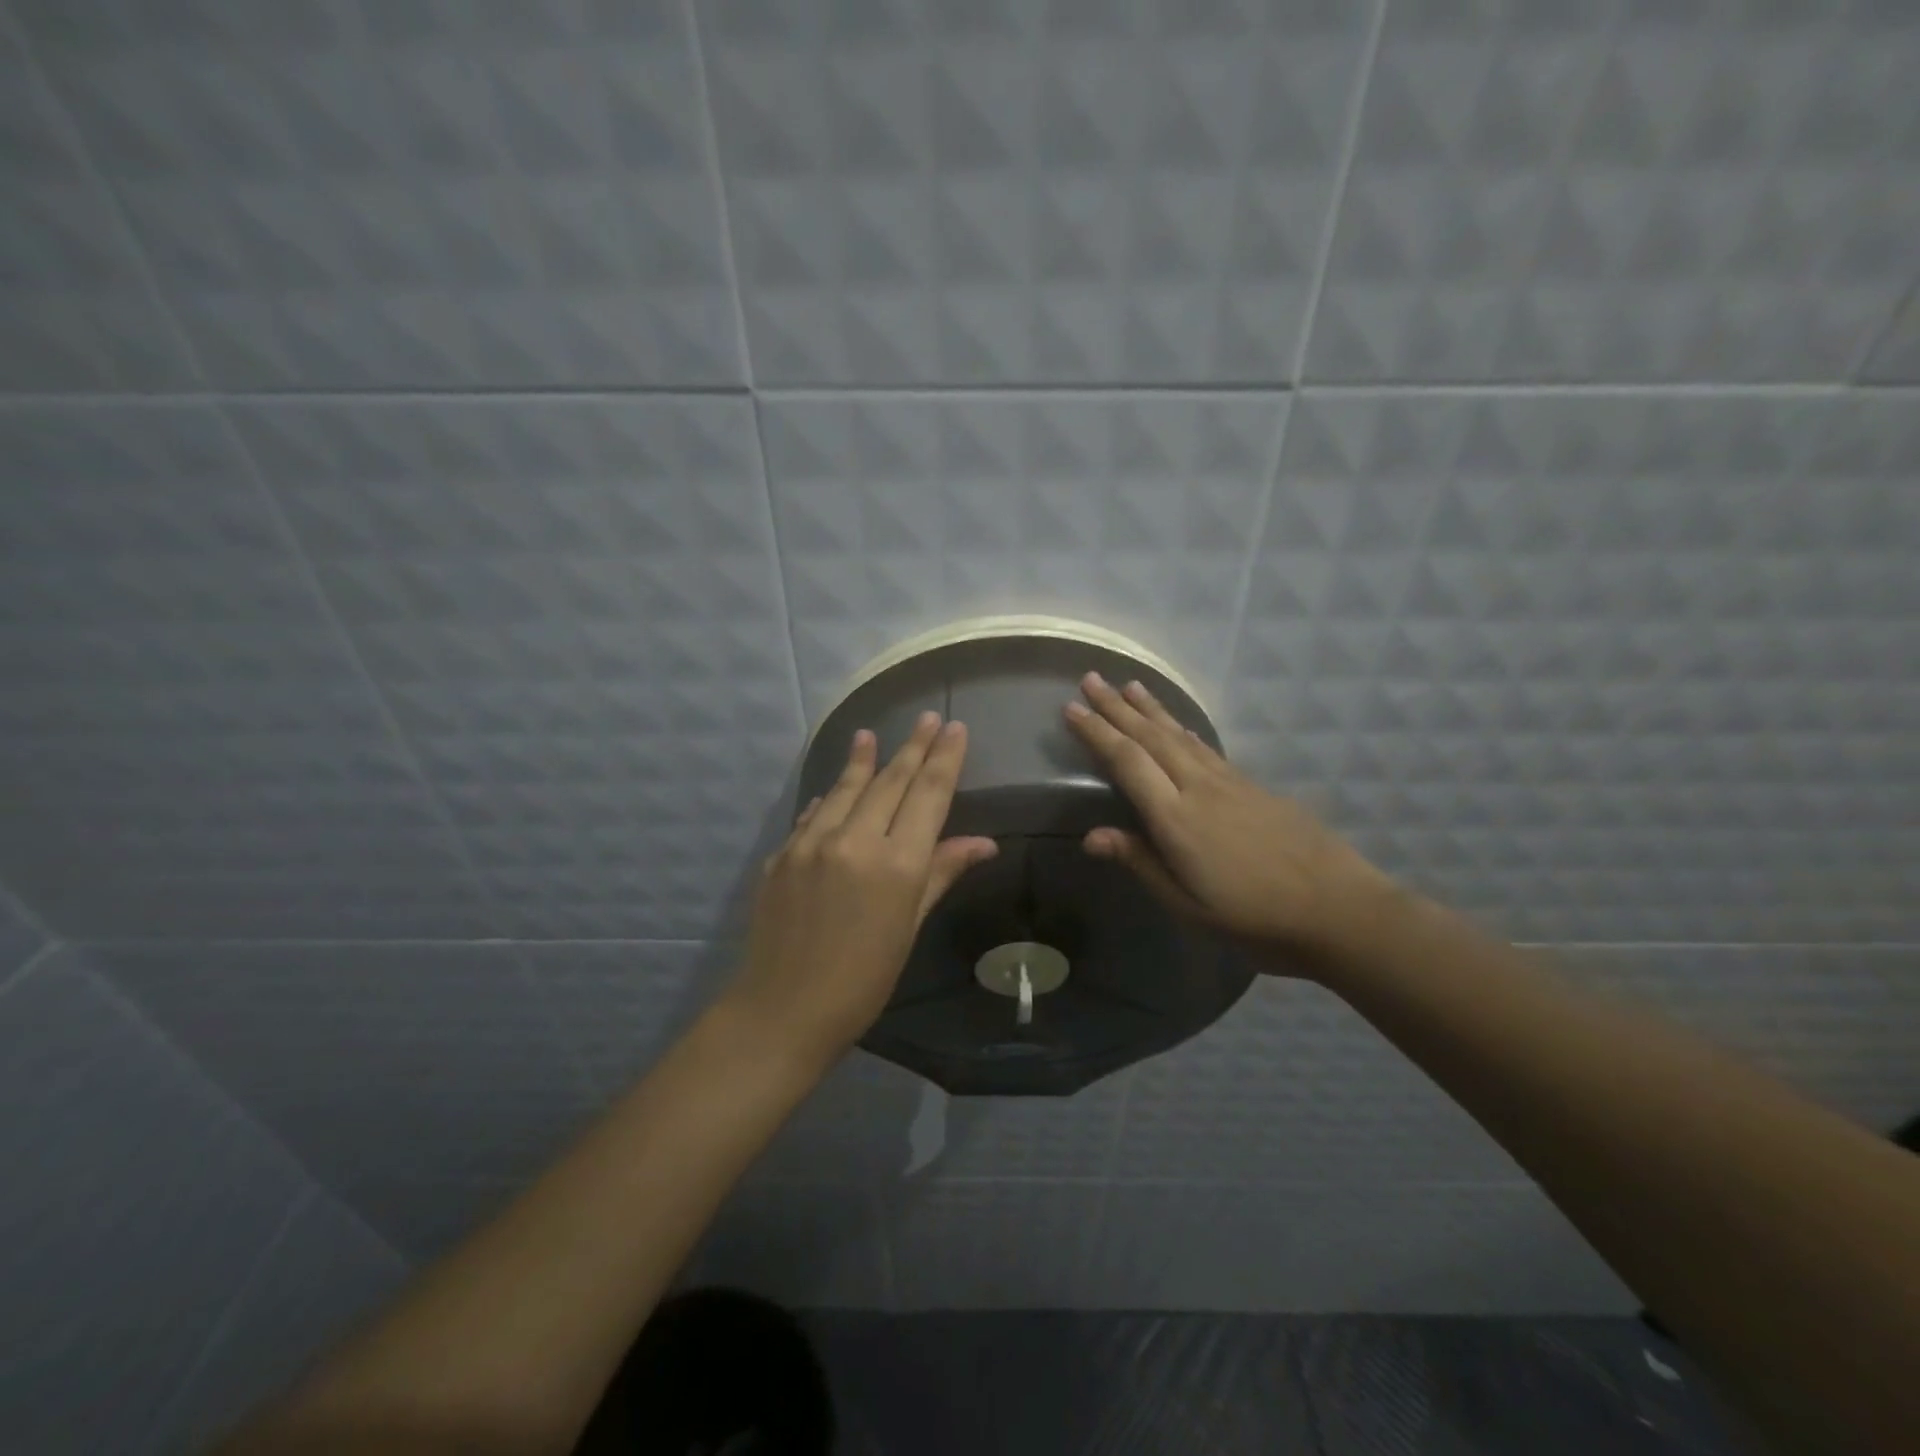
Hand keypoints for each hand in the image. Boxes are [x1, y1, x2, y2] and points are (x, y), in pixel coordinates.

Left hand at [729, 712, 997, 1062]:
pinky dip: (829, 797)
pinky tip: (834, 788)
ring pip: (845, 788)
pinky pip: (813, 814)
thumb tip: (983, 842)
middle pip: (890, 782)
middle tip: (927, 718)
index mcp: (897, 863)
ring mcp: (811, 843)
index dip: (944, 758)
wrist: (783, 1010)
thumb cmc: (863, 980)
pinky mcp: (781, 854)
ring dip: (863, 760)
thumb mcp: (909, 927)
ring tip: (871, 734)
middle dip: (912, 747)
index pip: (927, 794)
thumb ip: (941, 874)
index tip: (954, 728)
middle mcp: (854, 840)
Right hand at [1064, 673, 1389, 964]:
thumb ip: (1141, 863)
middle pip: (1151, 738)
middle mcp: (1199, 788)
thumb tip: (1090, 835)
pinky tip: (1178, 726)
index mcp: (1176, 818)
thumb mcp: (1188, 905)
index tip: (1071, 709)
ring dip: (1150, 709)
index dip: (1097, 733)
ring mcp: (1230, 783)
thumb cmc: (1254, 919)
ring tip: (1129, 685)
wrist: (1340, 910)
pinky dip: (1183, 730)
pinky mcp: (1254, 786)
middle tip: (1090, 679)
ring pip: (1179, 735)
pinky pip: (1206, 748)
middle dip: (1116, 707)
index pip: (1127, 762)